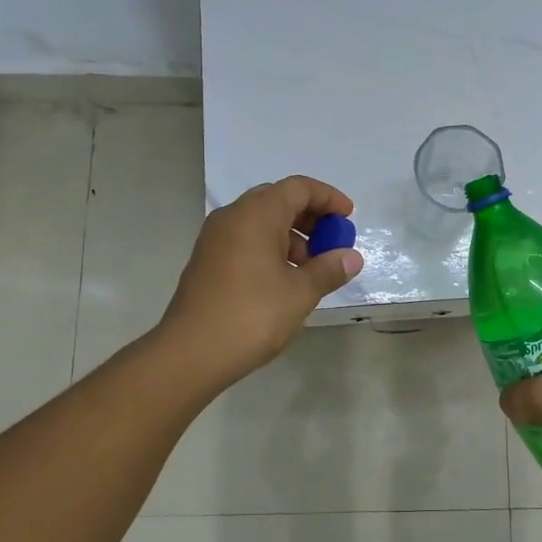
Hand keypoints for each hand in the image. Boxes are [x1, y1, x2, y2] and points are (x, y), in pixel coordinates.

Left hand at [161, 176, 363, 386]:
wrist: (190, 354)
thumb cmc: (251, 316)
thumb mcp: (300, 293)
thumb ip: (329, 269)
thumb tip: (351, 257)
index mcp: (256, 214)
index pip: (299, 188)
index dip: (328, 198)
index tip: (348, 218)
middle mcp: (233, 217)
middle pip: (278, 200)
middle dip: (310, 217)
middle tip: (332, 242)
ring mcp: (215, 238)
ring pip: (261, 222)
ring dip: (291, 236)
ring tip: (311, 269)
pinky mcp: (207, 260)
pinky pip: (246, 240)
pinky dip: (270, 249)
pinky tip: (284, 280)